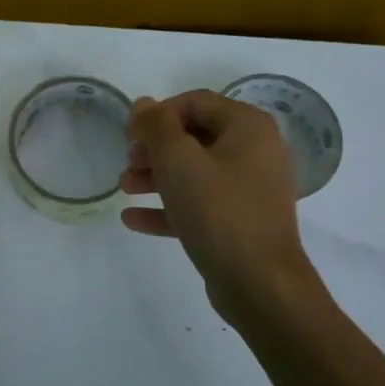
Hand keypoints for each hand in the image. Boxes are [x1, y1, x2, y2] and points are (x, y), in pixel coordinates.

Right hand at [121, 90, 318, 321]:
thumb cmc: (219, 210)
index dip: (159, 114)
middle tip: (128, 163)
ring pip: (195, 172)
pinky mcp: (240, 223)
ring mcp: (250, 190)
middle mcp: (256, 152)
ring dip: (156, 177)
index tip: (129, 134)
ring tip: (124, 189)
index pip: (197, 102)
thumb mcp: (178, 160)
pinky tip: (133, 219)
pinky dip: (169, 207)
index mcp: (248, 127)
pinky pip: (200, 205)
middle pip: (195, 137)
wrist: (260, 283)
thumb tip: (144, 104)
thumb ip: (156, 126)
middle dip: (155, 149)